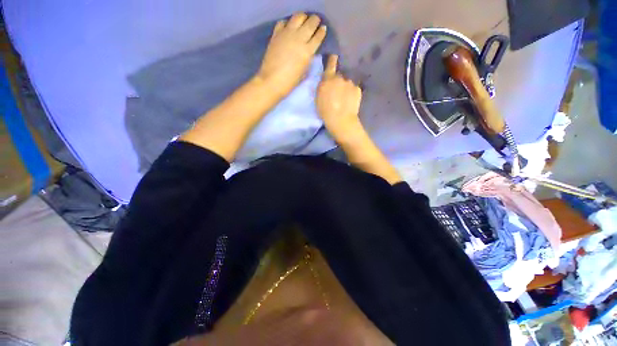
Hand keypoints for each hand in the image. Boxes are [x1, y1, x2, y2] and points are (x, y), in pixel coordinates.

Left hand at [256, 13, 326, 97]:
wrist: (272, 81)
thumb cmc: (290, 81)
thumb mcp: (304, 72)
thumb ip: (308, 59)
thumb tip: (310, 51)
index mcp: (308, 51)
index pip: (318, 36)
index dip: (322, 31)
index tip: (323, 28)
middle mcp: (299, 39)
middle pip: (310, 23)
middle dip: (315, 21)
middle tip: (315, 21)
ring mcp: (287, 34)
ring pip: (298, 17)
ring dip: (303, 17)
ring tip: (303, 21)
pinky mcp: (276, 34)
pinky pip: (283, 22)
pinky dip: (287, 22)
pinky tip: (289, 27)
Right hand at [316, 55, 362, 136]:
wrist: (341, 120)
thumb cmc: (325, 111)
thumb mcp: (318, 98)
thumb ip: (323, 86)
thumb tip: (327, 80)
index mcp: (328, 79)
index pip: (331, 63)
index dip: (332, 59)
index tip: (334, 56)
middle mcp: (340, 77)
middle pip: (340, 76)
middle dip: (339, 81)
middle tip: (338, 92)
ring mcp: (350, 82)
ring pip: (348, 82)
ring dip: (346, 87)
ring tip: (345, 98)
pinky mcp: (357, 89)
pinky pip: (354, 88)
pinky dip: (352, 93)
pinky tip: (350, 100)